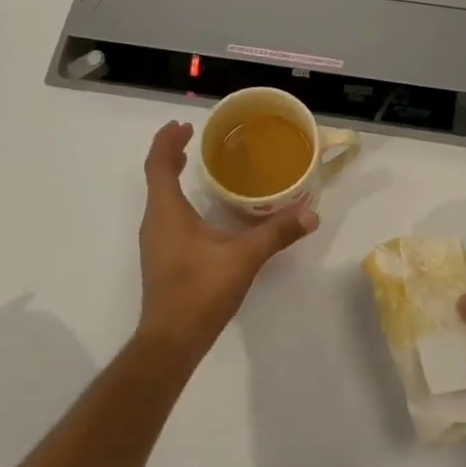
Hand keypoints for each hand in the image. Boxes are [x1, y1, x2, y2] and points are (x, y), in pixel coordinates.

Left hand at [137, 122, 317, 358]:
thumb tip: (310, 214)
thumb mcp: (243, 258)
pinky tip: (201, 210)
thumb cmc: (200, 290)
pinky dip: (177, 199)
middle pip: (157, 178)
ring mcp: (155, 242)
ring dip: (173, 177)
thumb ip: (276, 233)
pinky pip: (165, 215)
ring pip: (160, 198)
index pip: (158, 164)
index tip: (183, 126)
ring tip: (196, 165)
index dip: (167, 141)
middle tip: (191, 138)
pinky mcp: (161, 258)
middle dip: (172, 154)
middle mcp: (155, 221)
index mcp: (167, 211)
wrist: (171, 340)